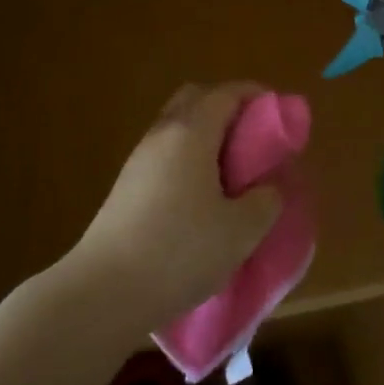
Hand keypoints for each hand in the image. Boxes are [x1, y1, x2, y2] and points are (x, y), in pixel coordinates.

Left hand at [70, 81, 282, 331]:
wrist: (104, 290)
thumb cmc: (180, 250)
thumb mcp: (240, 231)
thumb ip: (265, 201)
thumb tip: (267, 189)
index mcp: (191, 133)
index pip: (227, 94)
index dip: (256, 96)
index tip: (279, 113)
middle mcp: (162, 135)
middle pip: (195, 99)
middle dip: (227, 108)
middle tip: (254, 138)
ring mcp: (139, 160)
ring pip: (177, 128)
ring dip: (206, 137)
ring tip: (231, 172)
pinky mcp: (126, 187)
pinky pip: (165, 155)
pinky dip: (188, 159)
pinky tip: (201, 197)